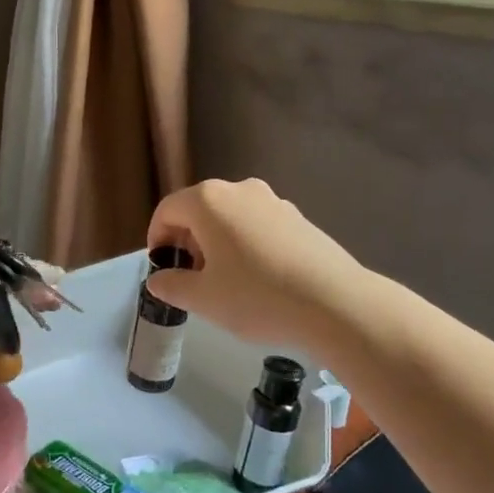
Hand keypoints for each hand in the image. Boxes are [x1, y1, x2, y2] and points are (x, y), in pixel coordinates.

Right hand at [144, 178, 366, 349]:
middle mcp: (238, 189)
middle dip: (187, 241)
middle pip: (198, 210)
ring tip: (225, 282)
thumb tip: (158, 279)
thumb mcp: (203, 299)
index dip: (157, 239)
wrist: (336, 303)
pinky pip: (257, 225)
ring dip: (217, 243)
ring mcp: (272, 200)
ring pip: (229, 217)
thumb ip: (172, 285)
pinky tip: (258, 279)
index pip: (167, 211)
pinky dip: (246, 244)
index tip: (162, 270)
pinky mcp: (297, 216)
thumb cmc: (257, 297)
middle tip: (191, 279)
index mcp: (208, 201)